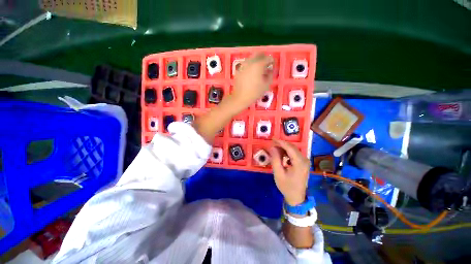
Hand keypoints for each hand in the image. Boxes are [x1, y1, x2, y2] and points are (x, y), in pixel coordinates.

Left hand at [230, 53, 273, 109]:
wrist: (240, 98)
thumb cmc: (254, 92)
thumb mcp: (266, 85)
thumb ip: (270, 75)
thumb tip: (270, 70)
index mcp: (258, 64)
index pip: (268, 58)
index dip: (272, 61)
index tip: (273, 65)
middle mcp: (250, 62)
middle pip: (258, 54)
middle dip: (263, 58)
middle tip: (266, 65)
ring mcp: (243, 65)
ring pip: (251, 58)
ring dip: (256, 61)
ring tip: (258, 70)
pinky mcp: (238, 70)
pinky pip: (246, 64)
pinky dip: (250, 66)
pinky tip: (251, 74)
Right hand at [270, 139, 310, 205]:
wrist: (296, 197)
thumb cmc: (287, 186)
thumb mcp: (278, 173)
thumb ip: (275, 159)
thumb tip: (272, 147)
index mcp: (300, 163)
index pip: (290, 148)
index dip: (281, 142)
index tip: (272, 139)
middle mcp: (304, 160)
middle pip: (292, 147)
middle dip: (281, 144)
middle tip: (272, 145)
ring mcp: (305, 161)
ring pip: (293, 150)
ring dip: (284, 148)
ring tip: (274, 150)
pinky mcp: (303, 163)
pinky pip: (294, 154)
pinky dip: (287, 152)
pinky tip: (281, 155)